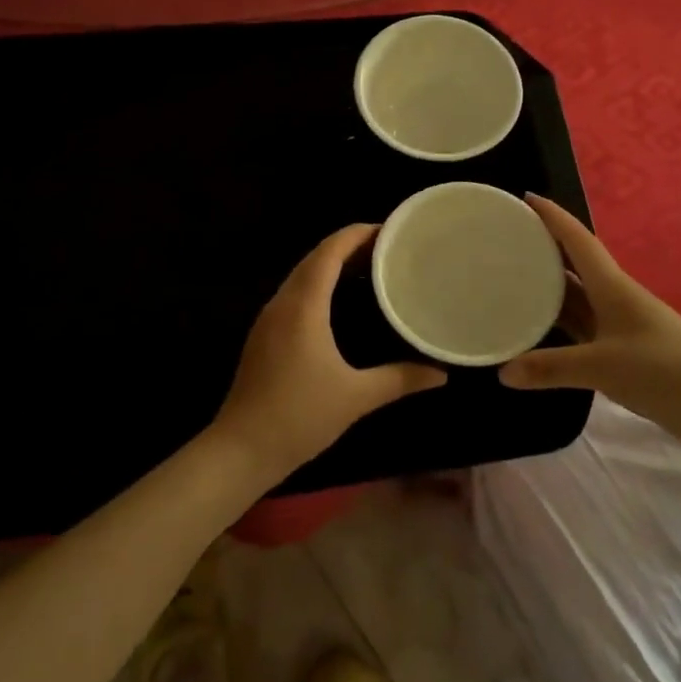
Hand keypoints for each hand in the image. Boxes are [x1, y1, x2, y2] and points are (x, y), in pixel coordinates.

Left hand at [211, 224, 447, 480]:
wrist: (240, 451)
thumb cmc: (298, 416)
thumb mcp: (356, 397)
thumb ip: (400, 379)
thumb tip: (441, 373)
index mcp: (303, 306)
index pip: (328, 252)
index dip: (356, 234)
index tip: (388, 230)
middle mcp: (282, 303)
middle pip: (314, 258)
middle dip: (348, 246)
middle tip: (387, 249)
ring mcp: (268, 319)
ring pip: (302, 276)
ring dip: (331, 264)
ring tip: (370, 268)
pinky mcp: (264, 336)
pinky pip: (294, 294)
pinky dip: (319, 284)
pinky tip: (339, 302)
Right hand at [499, 196, 680, 444]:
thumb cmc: (663, 369)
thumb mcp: (602, 367)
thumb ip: (551, 368)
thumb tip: (503, 372)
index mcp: (612, 286)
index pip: (578, 240)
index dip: (554, 217)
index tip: (526, 198)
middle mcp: (615, 296)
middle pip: (575, 263)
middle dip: (546, 247)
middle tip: (508, 237)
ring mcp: (621, 323)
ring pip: (579, 295)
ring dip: (551, 284)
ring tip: (514, 275)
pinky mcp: (624, 349)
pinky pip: (584, 324)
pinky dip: (561, 320)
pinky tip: (540, 325)